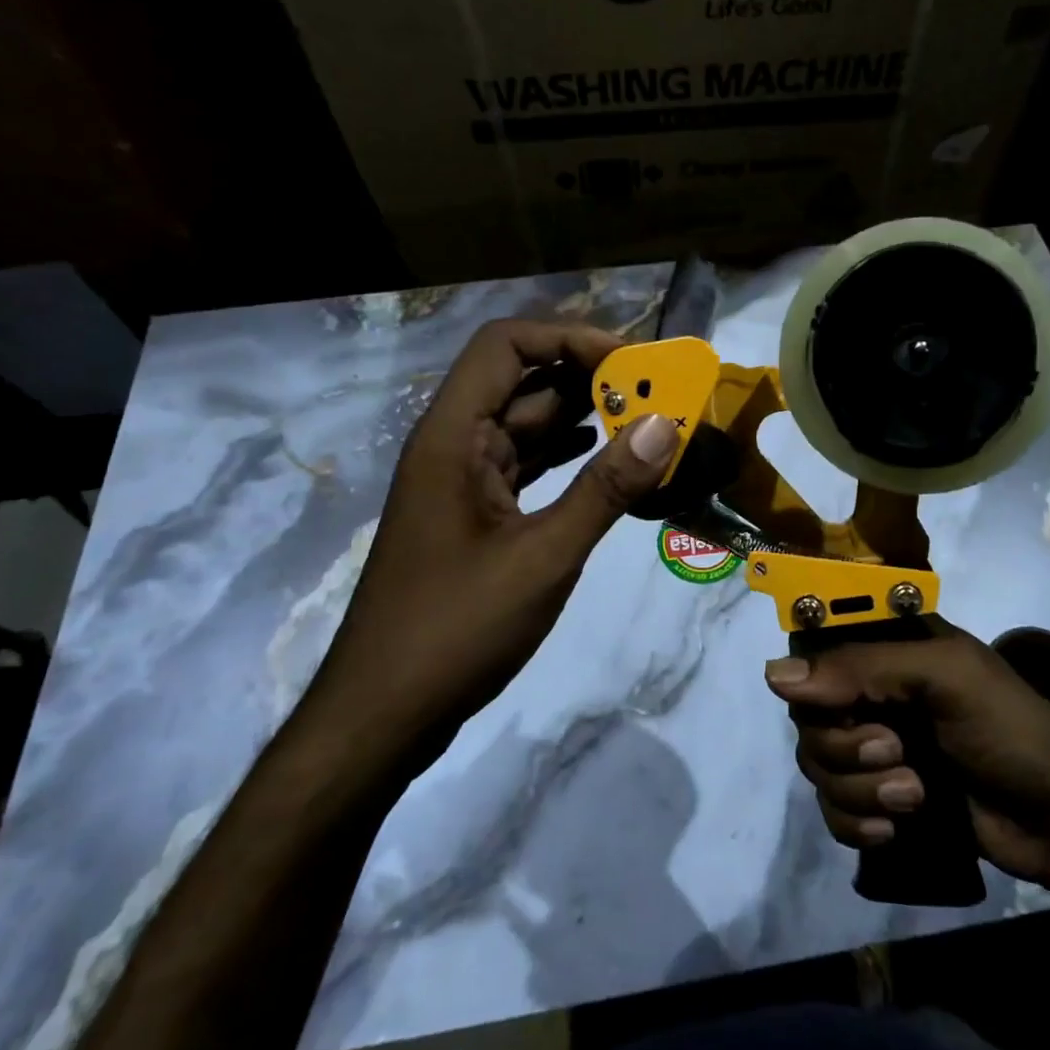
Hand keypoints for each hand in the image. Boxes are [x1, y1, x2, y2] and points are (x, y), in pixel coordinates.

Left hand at [314, 319, 677, 748]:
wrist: (384, 712)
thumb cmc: (455, 629)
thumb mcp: (543, 557)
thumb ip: (605, 489)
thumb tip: (665, 427)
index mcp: (451, 436)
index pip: (506, 345)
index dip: (568, 337)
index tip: (632, 362)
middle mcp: (452, 445)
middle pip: (521, 380)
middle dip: (587, 377)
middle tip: (655, 391)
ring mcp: (462, 481)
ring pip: (526, 424)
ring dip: (581, 416)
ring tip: (645, 421)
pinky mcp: (475, 514)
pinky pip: (526, 464)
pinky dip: (567, 455)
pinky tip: (607, 461)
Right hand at [765, 619, 1049, 892]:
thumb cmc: (1011, 728)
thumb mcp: (944, 678)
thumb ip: (862, 668)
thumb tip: (772, 675)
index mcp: (886, 649)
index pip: (814, 652)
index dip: (813, 681)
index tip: (840, 704)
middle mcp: (872, 693)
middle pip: (808, 717)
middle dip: (846, 746)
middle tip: (897, 752)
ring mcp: (875, 748)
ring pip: (817, 766)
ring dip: (859, 789)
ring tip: (913, 796)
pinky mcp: (880, 800)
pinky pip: (832, 811)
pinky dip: (856, 823)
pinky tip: (892, 829)